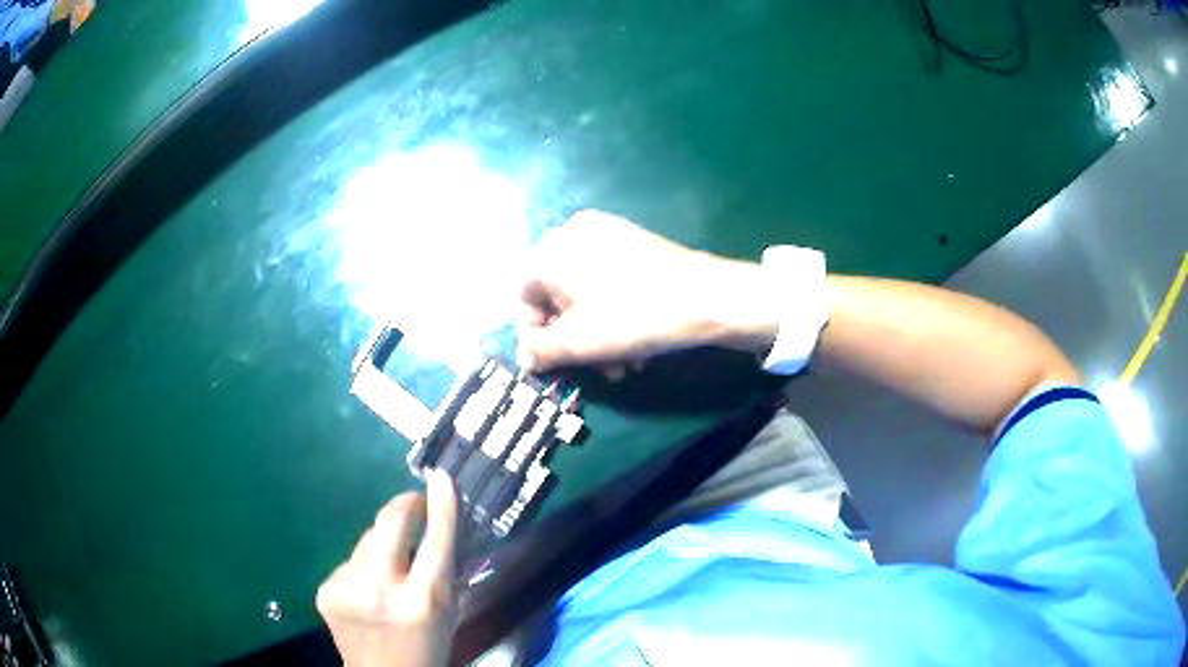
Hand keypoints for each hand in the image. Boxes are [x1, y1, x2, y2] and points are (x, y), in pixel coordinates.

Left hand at [316, 469, 458, 666]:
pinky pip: (351, 559)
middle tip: (417, 502)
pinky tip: (369, 585)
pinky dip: (365, 564)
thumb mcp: (448, 612)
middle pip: (390, 524)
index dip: (441, 505)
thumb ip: (444, 569)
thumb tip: (438, 519)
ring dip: (384, 541)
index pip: (436, 541)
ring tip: (393, 562)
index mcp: (422, 601)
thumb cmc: (427, 648)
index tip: (441, 477)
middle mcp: (380, 590)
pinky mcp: (325, 589)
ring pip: (368, 539)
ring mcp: (346, 588)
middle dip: (406, 505)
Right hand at [517, 210, 777, 371]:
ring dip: (596, 332)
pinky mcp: (632, 239)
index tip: (554, 365)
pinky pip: (607, 277)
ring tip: (622, 365)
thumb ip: (541, 351)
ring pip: (584, 291)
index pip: (523, 298)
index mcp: (549, 251)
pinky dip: (612, 309)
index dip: (534, 336)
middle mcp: (571, 232)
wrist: (706, 296)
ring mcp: (605, 232)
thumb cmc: (633, 318)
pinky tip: (635, 338)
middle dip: (573, 339)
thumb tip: (526, 357)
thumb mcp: (578, 343)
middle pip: (556, 295)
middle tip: (596, 370)